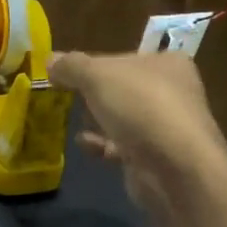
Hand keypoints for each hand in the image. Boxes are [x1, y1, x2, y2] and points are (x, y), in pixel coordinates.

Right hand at [48, 48, 226, 214]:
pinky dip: (103, 145)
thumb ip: (71, 66)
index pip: (123, 57)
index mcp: (167, 63)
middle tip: (67, 98)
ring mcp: (166, 127)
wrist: (175, 168)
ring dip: (97, 121)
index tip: (66, 74)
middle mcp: (173, 92)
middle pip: (121, 89)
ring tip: (74, 121)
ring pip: (122, 118)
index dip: (93, 65)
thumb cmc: (140, 107)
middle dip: (93, 95)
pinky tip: (85, 145)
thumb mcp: (97, 76)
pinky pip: (123, 146)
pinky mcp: (157, 157)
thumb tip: (50, 61)